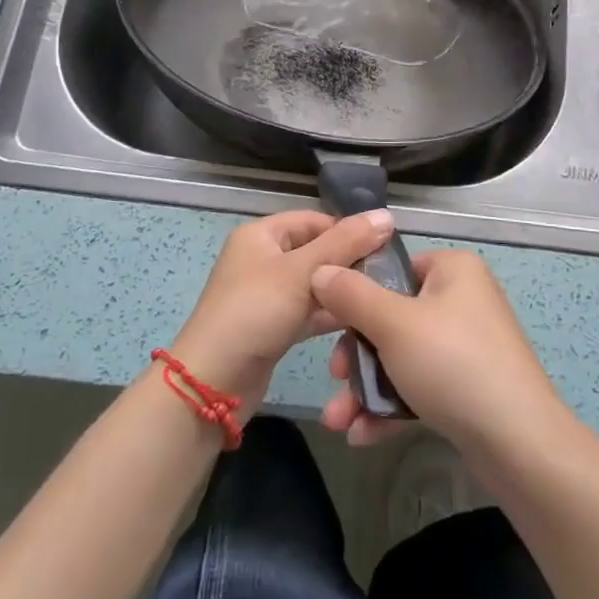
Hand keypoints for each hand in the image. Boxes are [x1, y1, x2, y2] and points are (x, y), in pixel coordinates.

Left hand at [171, 210, 393, 414]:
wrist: (212, 383)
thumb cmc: (255, 312)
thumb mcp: (303, 272)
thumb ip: (346, 243)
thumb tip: (386, 215)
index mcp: (262, 235)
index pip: (315, 220)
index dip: (348, 231)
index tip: (384, 248)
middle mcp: (262, 259)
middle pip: (316, 252)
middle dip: (348, 264)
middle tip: (386, 278)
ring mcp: (266, 295)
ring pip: (314, 285)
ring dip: (341, 293)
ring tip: (378, 301)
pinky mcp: (273, 326)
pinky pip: (308, 312)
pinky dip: (329, 316)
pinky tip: (359, 324)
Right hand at [310, 248, 569, 456]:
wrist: (519, 444)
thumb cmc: (453, 364)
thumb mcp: (393, 324)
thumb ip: (351, 296)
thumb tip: (320, 270)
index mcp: (452, 270)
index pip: (393, 268)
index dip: (357, 294)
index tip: (329, 324)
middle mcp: (462, 300)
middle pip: (391, 317)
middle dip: (356, 356)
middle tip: (337, 378)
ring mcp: (467, 346)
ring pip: (401, 358)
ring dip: (366, 388)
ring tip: (337, 420)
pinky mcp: (468, 387)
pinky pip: (419, 386)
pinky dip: (391, 406)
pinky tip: (362, 435)